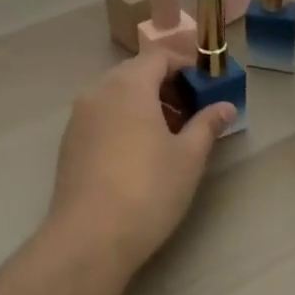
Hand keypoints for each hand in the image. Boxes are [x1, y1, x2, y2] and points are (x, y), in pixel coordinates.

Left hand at [49, 48, 236, 275]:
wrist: (89, 238)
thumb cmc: (147, 189)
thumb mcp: (188, 157)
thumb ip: (207, 125)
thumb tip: (225, 106)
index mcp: (128, 85)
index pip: (158, 56)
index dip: (184, 66)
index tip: (205, 86)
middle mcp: (99, 91)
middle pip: (135, 73)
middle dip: (165, 85)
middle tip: (191, 111)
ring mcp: (79, 117)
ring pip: (116, 95)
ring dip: (144, 103)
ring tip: (168, 135)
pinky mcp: (69, 142)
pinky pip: (101, 116)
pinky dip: (123, 119)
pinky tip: (138, 152)